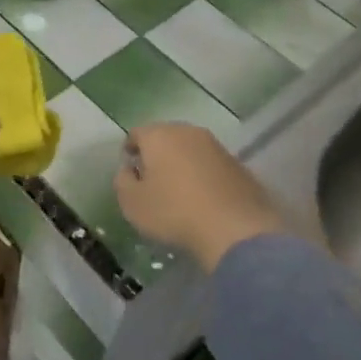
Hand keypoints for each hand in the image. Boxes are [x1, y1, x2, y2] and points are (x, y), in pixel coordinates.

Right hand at [113, 123, 287, 272]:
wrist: (234, 228)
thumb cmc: (173, 212)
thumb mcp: (132, 203)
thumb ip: (123, 181)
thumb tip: (129, 170)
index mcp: (159, 135)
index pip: (136, 134)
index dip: (130, 152)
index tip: (130, 174)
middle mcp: (188, 131)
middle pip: (165, 137)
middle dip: (157, 155)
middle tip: (152, 182)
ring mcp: (216, 146)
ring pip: (190, 149)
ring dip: (182, 165)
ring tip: (179, 192)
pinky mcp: (238, 164)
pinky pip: (211, 165)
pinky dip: (204, 176)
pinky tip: (204, 199)